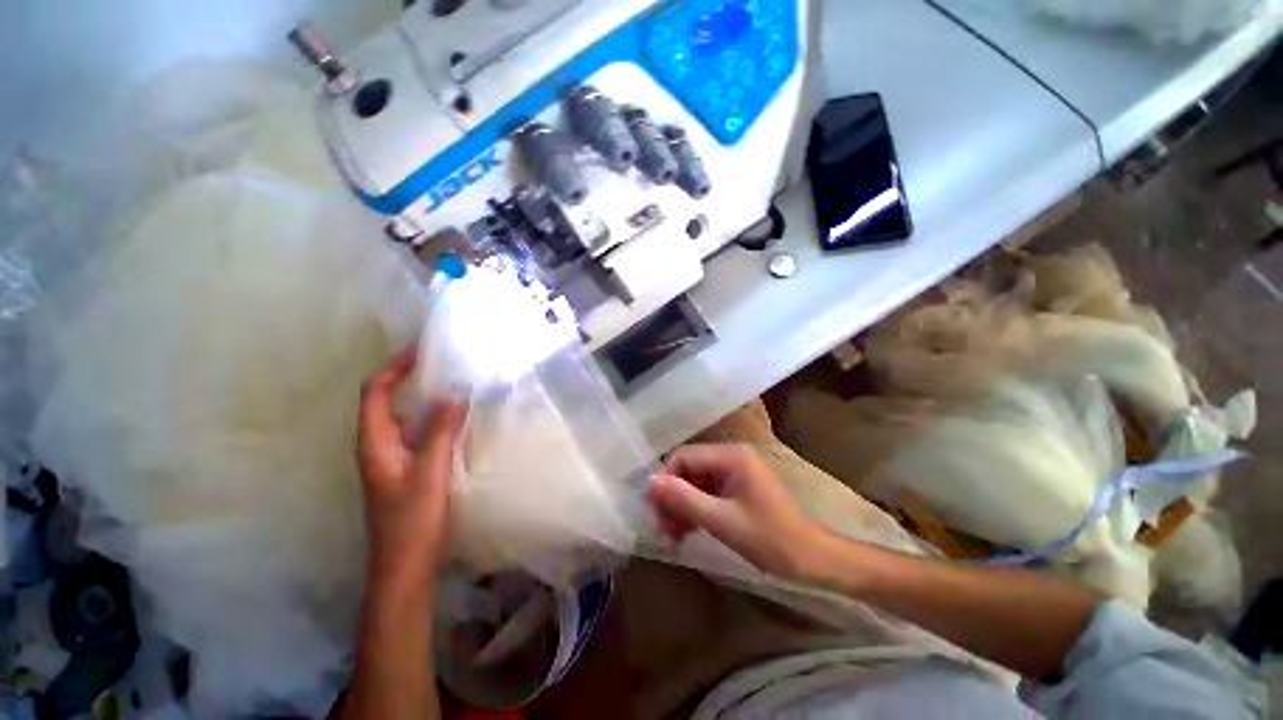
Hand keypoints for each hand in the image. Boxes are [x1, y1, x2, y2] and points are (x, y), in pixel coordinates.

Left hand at [357, 350, 466, 591]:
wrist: (404, 564)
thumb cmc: (412, 518)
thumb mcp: (430, 470)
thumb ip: (441, 431)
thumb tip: (453, 395)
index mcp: (374, 443)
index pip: (375, 394)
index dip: (393, 370)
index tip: (420, 355)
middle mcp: (377, 446)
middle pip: (385, 403)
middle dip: (409, 381)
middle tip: (442, 368)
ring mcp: (390, 460)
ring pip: (403, 420)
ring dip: (423, 401)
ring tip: (453, 389)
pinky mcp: (403, 470)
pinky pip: (415, 435)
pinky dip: (432, 421)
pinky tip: (455, 423)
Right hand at [647, 444, 823, 580]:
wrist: (812, 561)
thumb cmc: (771, 539)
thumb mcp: (722, 520)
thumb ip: (684, 499)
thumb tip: (649, 482)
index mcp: (731, 456)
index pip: (684, 457)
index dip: (665, 481)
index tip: (654, 511)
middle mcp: (730, 458)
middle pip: (688, 471)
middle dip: (672, 499)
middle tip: (662, 531)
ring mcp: (734, 474)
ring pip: (694, 484)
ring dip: (681, 509)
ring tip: (672, 539)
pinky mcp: (736, 490)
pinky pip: (706, 495)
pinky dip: (694, 512)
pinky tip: (685, 534)